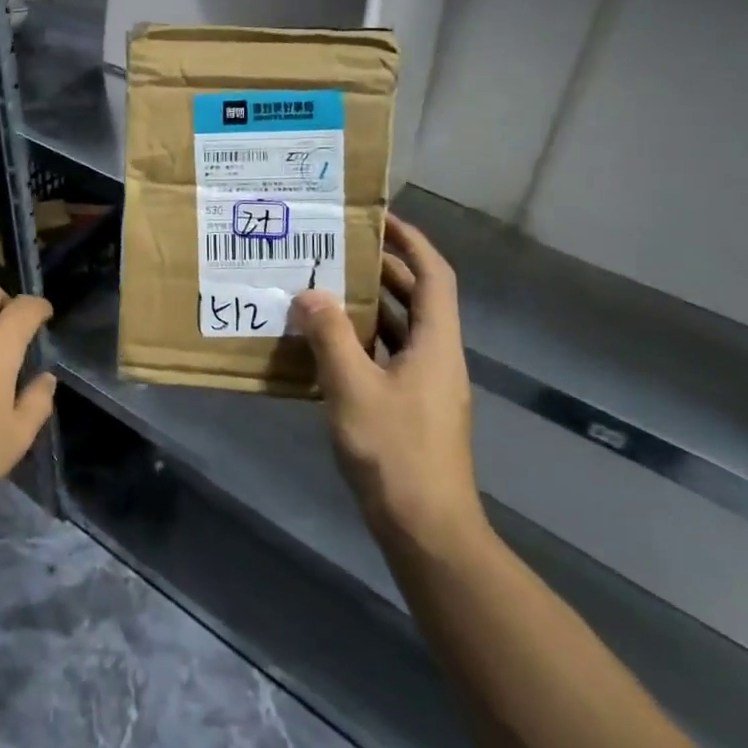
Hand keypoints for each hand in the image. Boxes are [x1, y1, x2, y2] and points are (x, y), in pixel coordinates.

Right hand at [290, 215, 482, 550]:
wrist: (427, 529)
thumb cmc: (395, 452)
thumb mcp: (353, 388)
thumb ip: (330, 337)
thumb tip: (310, 294)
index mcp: (436, 343)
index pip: (434, 276)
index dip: (411, 242)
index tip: (379, 218)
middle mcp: (437, 357)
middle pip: (417, 299)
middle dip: (384, 270)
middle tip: (339, 249)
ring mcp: (426, 386)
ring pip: (401, 330)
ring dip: (370, 306)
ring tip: (326, 287)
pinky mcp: (411, 409)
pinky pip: (387, 358)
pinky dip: (362, 342)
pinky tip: (326, 345)